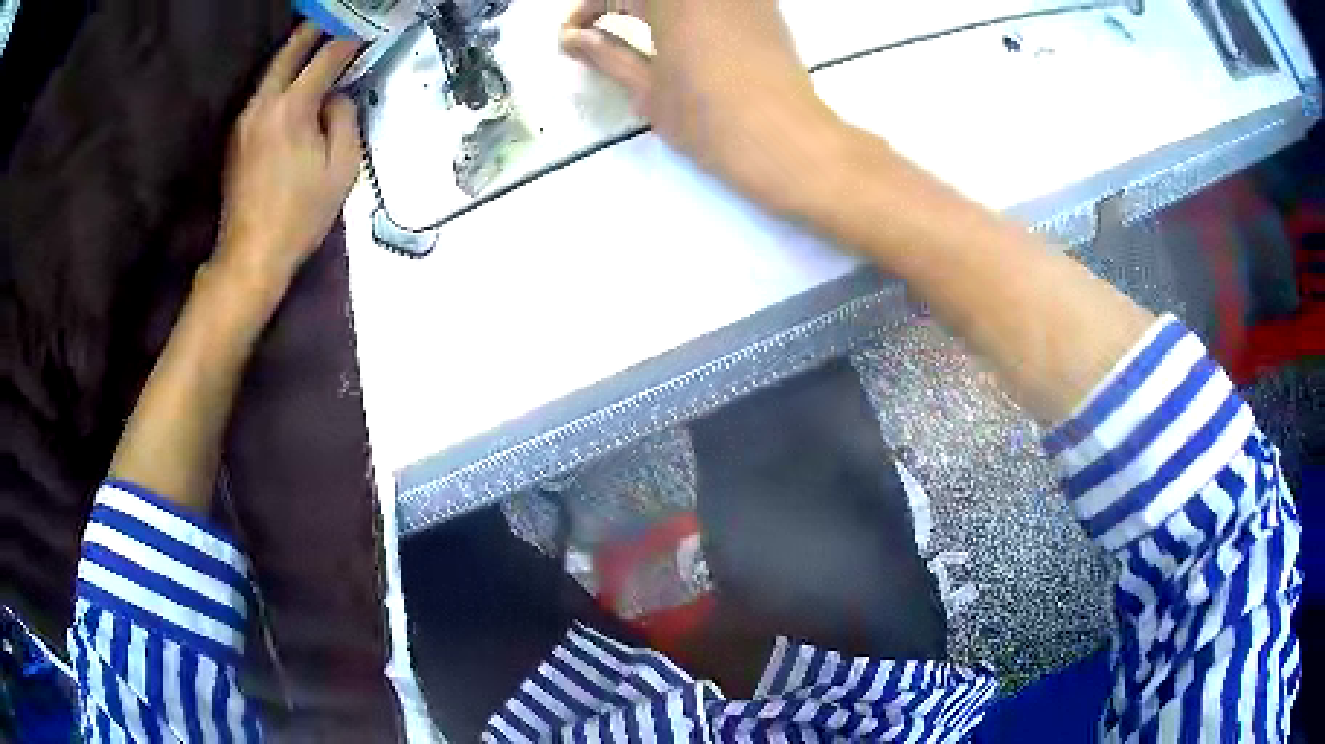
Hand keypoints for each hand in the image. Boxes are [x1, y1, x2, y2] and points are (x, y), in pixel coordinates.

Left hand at [216, 23, 362, 290]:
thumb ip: (344, 120)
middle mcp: (263, 105)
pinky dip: (280, 80)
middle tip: (332, 17)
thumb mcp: (342, 169)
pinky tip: (292, 84)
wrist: (250, 255)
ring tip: (313, 43)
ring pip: (270, 72)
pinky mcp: (236, 138)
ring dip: (292, 54)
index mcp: (292, 108)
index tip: (365, 32)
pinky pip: (261, 95)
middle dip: (313, 30)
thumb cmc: (301, 215)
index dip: (348, 41)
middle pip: (288, 53)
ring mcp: (244, 121)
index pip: (325, 59)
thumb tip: (336, 98)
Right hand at [561, 0, 847, 215]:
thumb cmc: (708, 118)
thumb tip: (571, 39)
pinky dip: (689, 11)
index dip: (585, 11)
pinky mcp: (766, 7)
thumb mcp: (646, 88)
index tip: (571, 38)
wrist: (787, 141)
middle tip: (600, 32)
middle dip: (617, 4)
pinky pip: (716, 3)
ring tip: (637, 32)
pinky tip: (684, 33)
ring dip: (652, 8)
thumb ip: (605, 54)